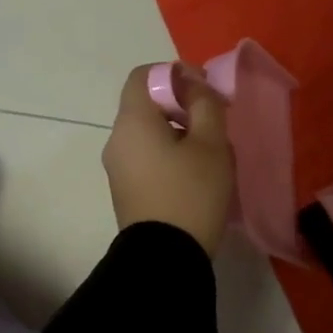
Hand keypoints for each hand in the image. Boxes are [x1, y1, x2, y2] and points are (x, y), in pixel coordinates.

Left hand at [102, 64, 234, 255]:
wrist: (166, 257)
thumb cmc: (192, 192)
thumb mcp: (211, 143)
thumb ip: (205, 104)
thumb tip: (193, 85)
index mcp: (133, 121)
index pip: (143, 75)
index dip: (175, 74)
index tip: (205, 92)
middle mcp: (117, 140)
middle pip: (147, 106)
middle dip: (183, 107)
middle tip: (216, 125)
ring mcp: (118, 168)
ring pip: (150, 135)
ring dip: (180, 135)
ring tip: (212, 156)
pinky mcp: (126, 191)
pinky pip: (147, 159)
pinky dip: (170, 157)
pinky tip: (196, 178)